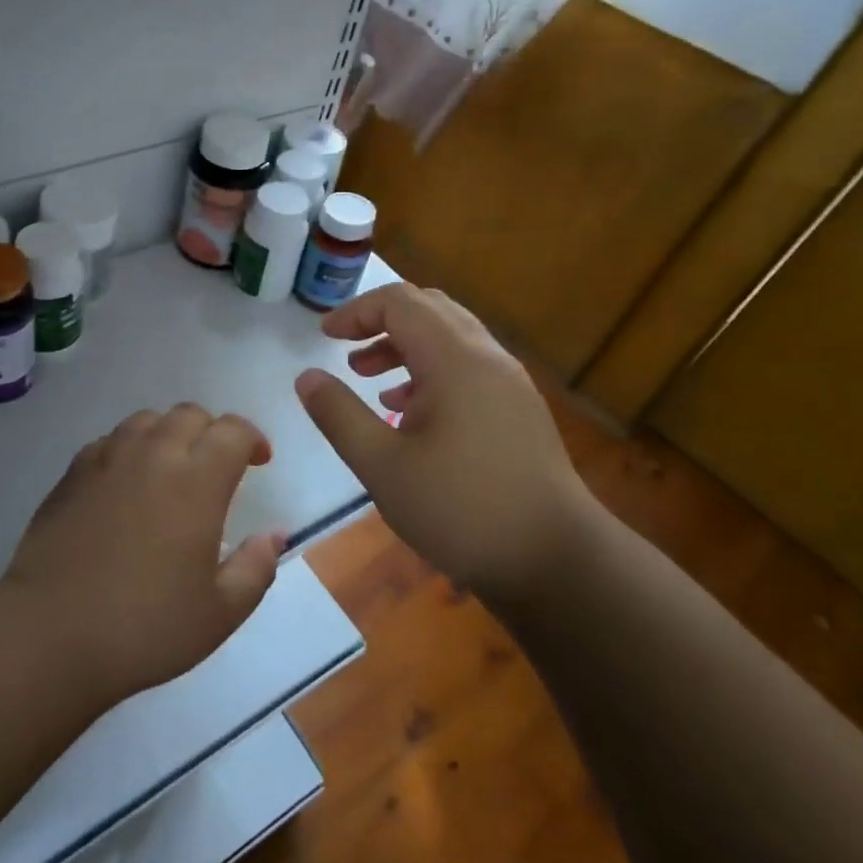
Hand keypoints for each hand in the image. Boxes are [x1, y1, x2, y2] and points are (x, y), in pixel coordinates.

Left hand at [3, 404, 283, 701]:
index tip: (258, 463)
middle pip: (190, 414)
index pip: (233, 430)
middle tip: (216, 467)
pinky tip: (127, 485)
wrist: (51, 634)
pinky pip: (110, 441)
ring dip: (169, 434)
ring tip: (171, 470)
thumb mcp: (220, 612)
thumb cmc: (145, 626)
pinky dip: (130, 449)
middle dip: (212, 432)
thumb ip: (256, 567)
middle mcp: (153, 454)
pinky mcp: (72, 473)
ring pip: (147, 420)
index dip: (252, 438)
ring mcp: (107, 459)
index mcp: (197, 481)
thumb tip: (273, 535)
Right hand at [294, 283, 595, 600]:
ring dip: (406, 347)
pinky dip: (432, 371)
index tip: (324, 336)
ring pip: (451, 338)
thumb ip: (339, 415)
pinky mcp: (519, 409)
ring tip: (371, 380)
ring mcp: (509, 383)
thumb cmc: (460, 509)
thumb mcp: (382, 466)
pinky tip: (410, 412)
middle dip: (381, 322)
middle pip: (430, 309)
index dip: (356, 312)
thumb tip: (306, 377)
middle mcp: (487, 357)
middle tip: (346, 350)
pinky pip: (469, 367)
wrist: (555, 560)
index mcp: (455, 359)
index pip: (400, 303)